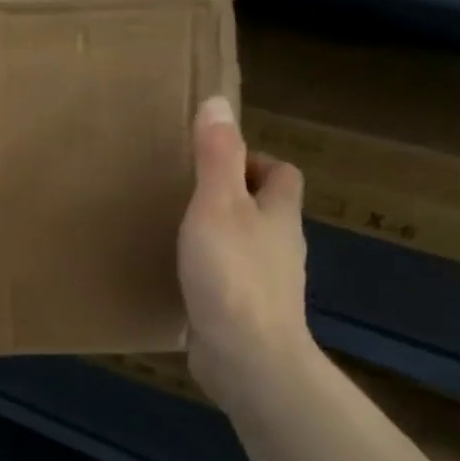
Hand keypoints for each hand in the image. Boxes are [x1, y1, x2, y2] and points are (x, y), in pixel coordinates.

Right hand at [179, 95, 315, 412]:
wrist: (247, 357)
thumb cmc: (232, 273)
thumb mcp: (217, 204)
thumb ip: (216, 156)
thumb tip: (218, 103)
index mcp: (279, 214)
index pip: (281, 174)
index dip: (254, 161)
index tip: (213, 161)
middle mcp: (280, 246)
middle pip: (264, 210)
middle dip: (232, 197)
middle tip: (186, 192)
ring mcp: (266, 284)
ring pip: (246, 246)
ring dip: (220, 235)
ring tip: (178, 231)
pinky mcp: (246, 314)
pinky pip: (229, 280)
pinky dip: (210, 272)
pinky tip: (181, 277)